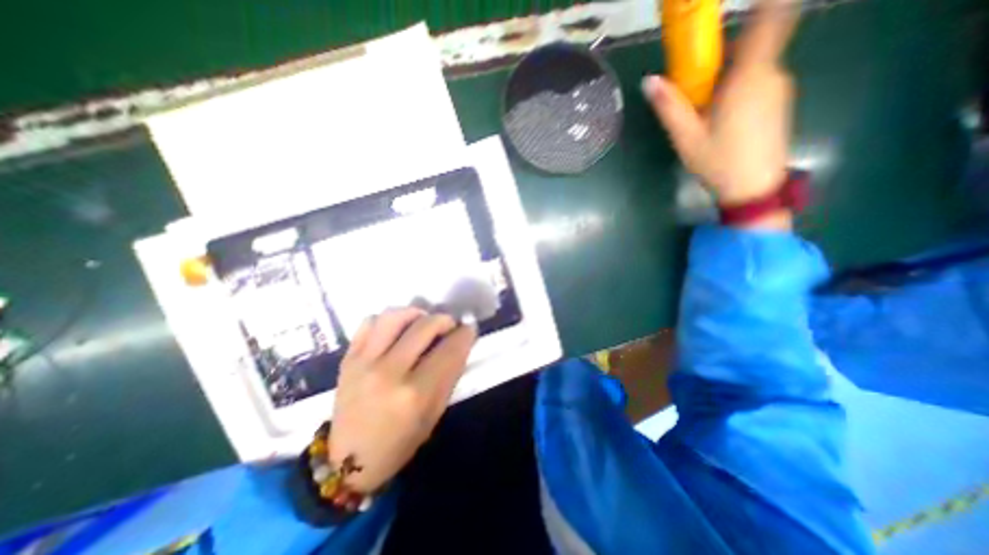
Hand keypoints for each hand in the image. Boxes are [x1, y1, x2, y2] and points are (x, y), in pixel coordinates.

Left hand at [327, 309, 477, 492]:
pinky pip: (369, 322)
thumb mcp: (435, 413)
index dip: (465, 334)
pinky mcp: (348, 358)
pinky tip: (396, 331)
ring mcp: (364, 362)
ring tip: (422, 322)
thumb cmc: (401, 441)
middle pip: (424, 326)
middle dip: (444, 320)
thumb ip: (450, 374)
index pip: (449, 350)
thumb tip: (461, 342)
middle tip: (448, 326)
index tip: (469, 328)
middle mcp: (389, 372)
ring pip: (394, 316)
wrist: (350, 461)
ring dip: (415, 313)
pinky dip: (388, 320)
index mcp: (415, 394)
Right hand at [647, 1, 798, 227]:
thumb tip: (649, 81)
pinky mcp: (779, 103)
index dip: (764, 4)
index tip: (748, 1)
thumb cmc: (718, 162)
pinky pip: (757, 83)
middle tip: (695, 83)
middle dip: (723, 56)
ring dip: (728, 77)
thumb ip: (669, 107)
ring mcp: (779, 89)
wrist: (754, 189)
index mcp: (748, 78)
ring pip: (753, 67)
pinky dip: (738, 89)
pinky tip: (721, 119)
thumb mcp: (686, 137)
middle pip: (751, 47)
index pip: (769, 20)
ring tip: (704, 111)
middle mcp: (771, 74)